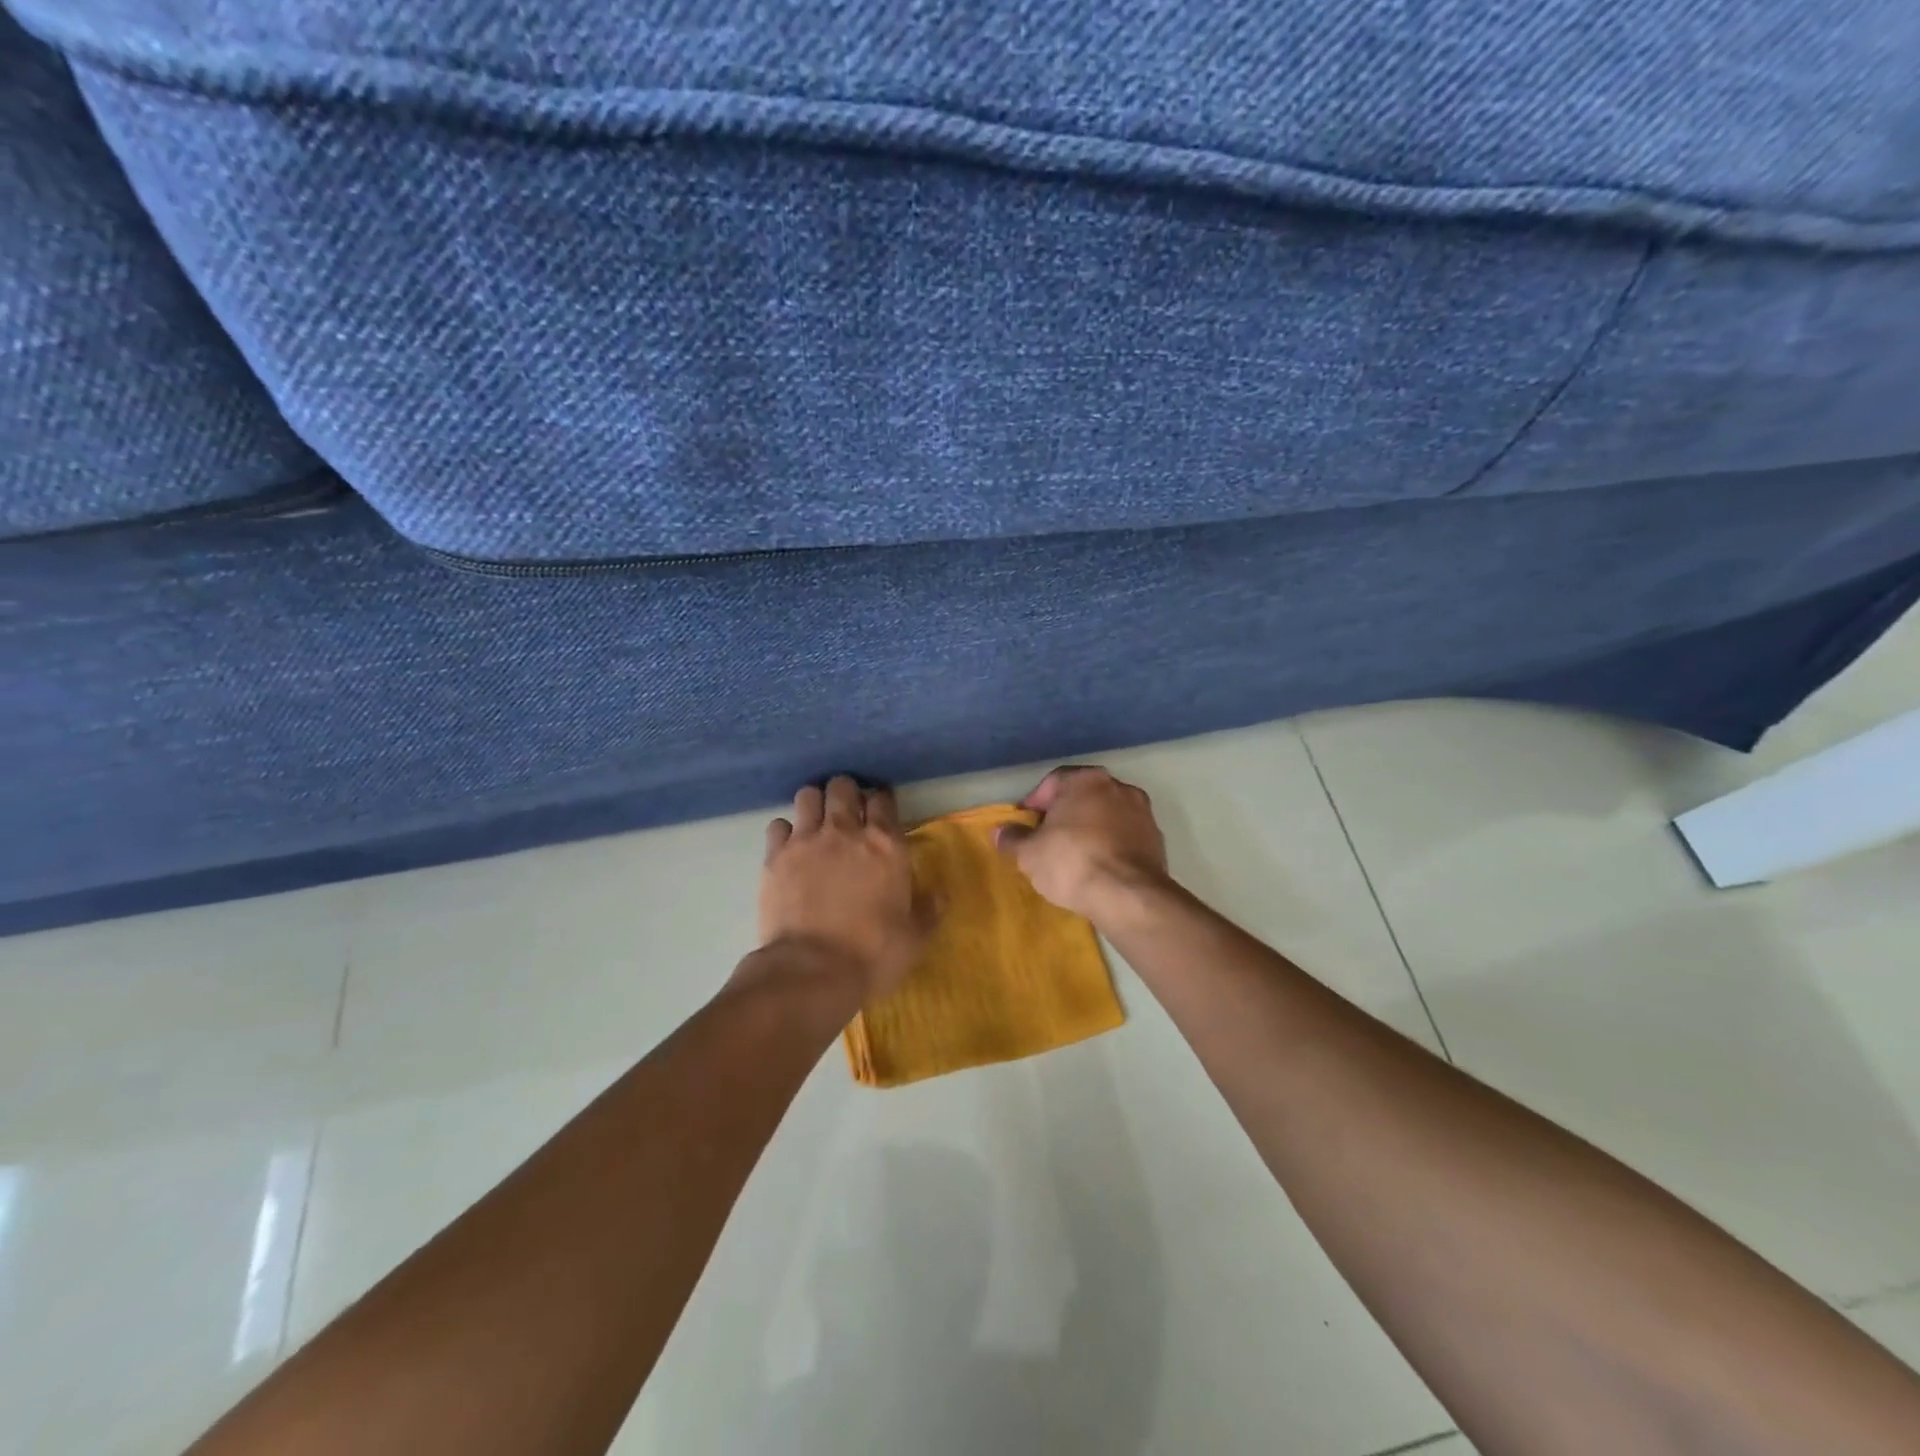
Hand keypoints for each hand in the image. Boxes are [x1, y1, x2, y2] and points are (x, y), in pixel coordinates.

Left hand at [757, 777, 935, 1002]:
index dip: (881, 802)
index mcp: (886, 844)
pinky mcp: (775, 856)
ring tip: (817, 823)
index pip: (883, 799)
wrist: (812, 971)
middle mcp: (845, 831)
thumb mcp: (915, 937)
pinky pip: (777, 825)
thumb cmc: (872, 954)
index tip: (880, 813)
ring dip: (815, 804)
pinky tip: (789, 848)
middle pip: (843, 787)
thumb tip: (940, 893)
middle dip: (846, 793)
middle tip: (847, 813)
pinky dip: (785, 832)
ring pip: (808, 796)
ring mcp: (806, 840)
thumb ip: (929, 909)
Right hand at [995, 766, 1169, 924]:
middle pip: (1083, 796)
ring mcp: (1143, 812)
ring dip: (1090, 829)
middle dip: (1065, 815)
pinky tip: (1099, 868)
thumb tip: (1000, 832)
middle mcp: (1118, 786)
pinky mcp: (1157, 839)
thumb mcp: (1029, 854)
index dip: (1035, 803)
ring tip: (1074, 856)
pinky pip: (1125, 836)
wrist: (1128, 895)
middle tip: (1048, 840)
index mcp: (1085, 780)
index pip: (1053, 782)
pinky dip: (1111, 845)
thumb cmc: (1071, 862)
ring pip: (1106, 815)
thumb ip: (1012, 839)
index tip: (1026, 826)